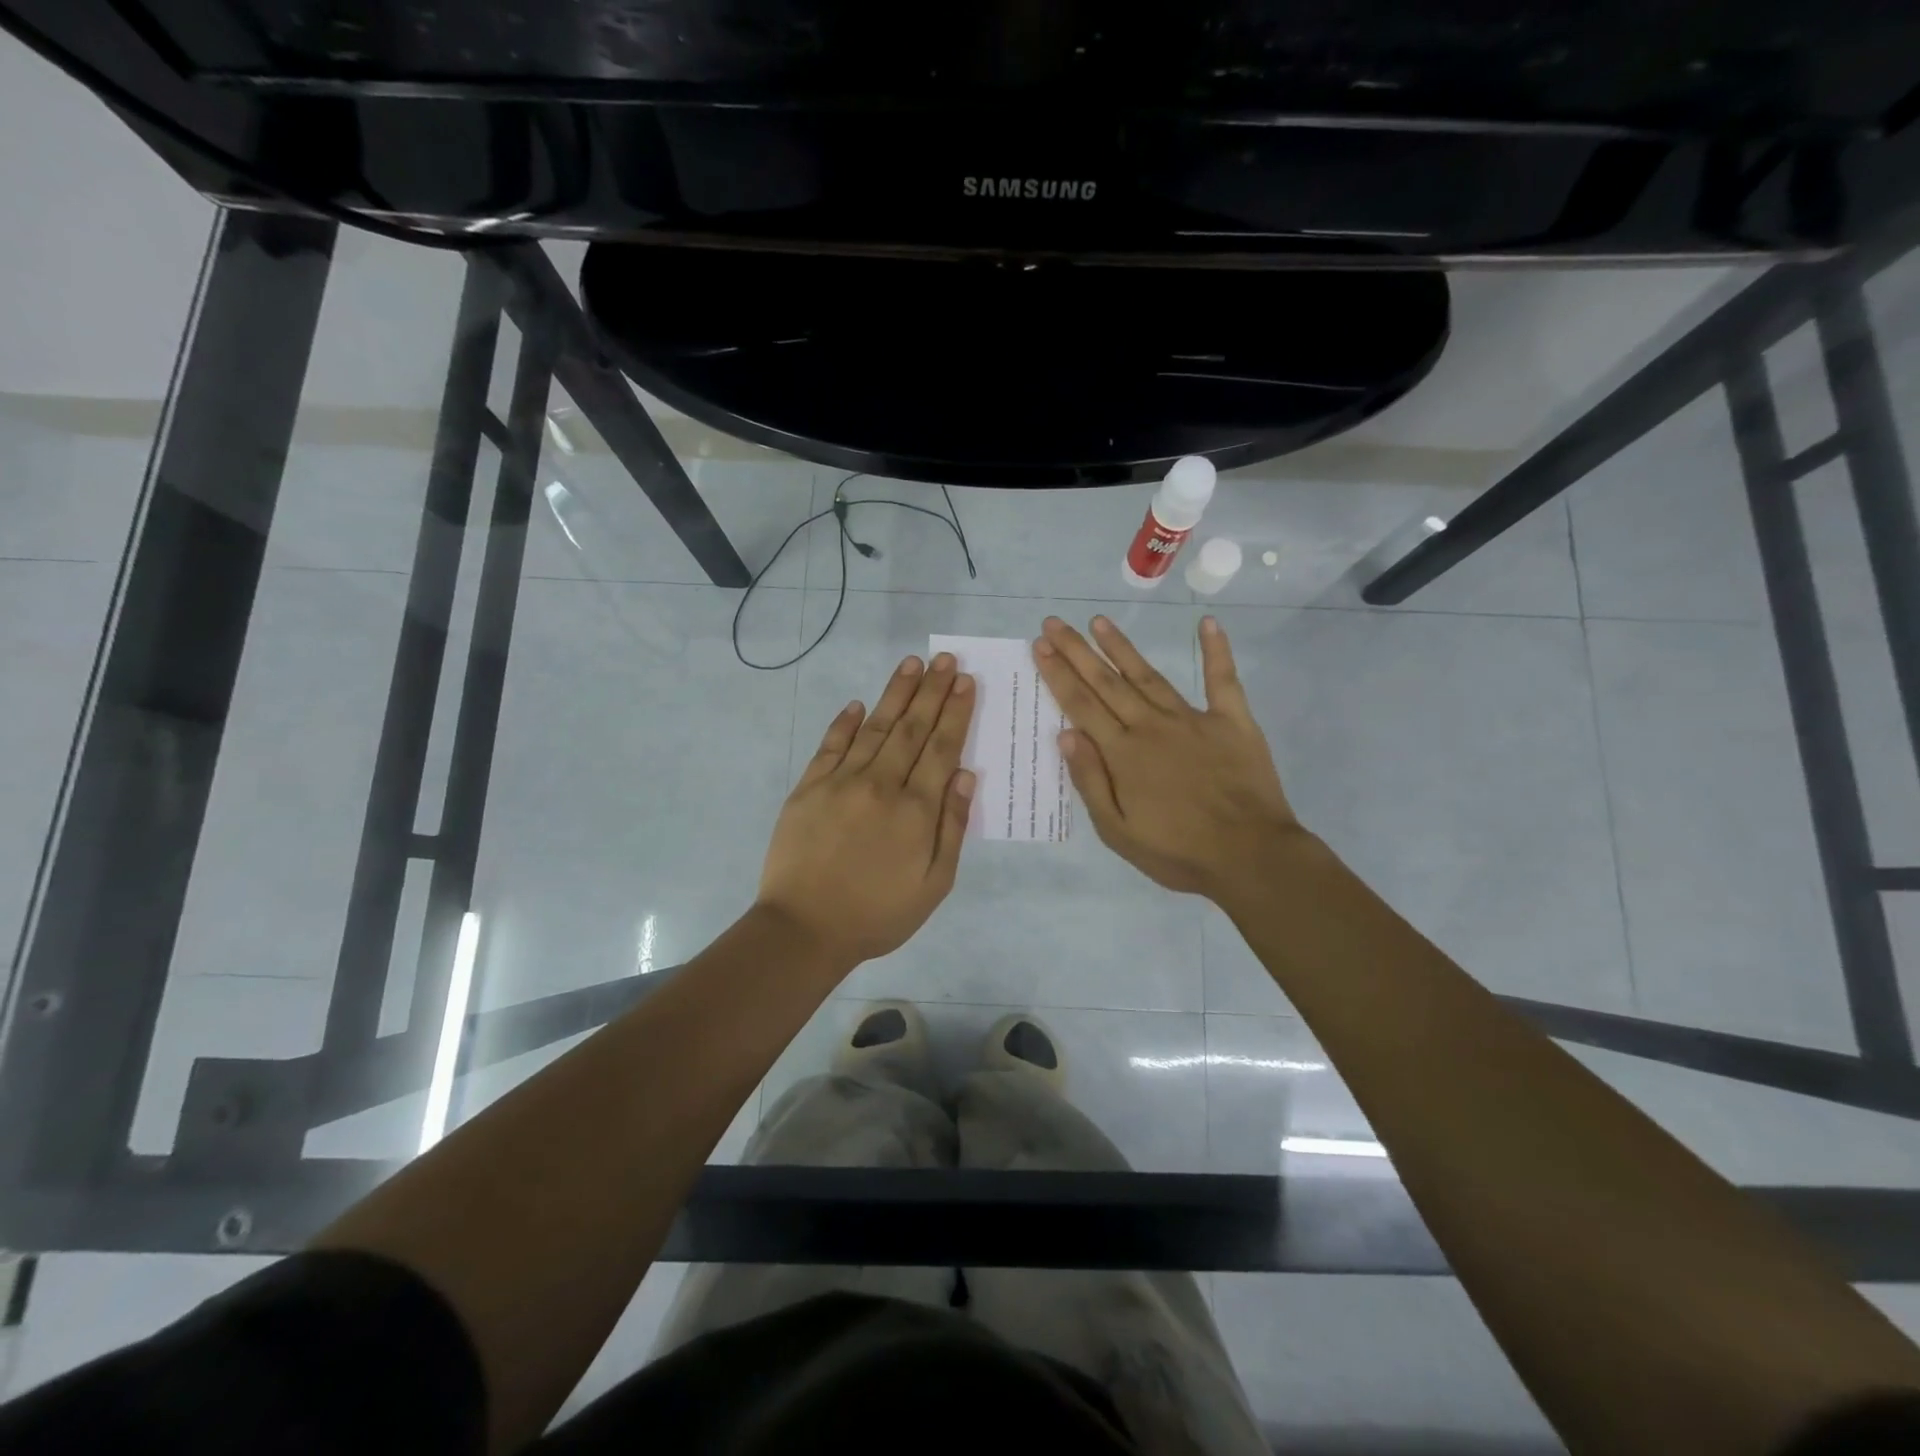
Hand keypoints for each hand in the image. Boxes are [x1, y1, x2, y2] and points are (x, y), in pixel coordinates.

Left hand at [757, 652, 976, 969]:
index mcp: (916, 809)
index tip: (966, 682)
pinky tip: (857, 704)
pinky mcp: (809, 787)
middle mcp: (881, 784)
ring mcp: (841, 782)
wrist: (804, 929)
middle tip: (945, 658)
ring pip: (874, 727)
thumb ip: (951, 826)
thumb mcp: (934, 884)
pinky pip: (830, 745)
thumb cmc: (878, 914)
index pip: (942, 747)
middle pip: (911, 728)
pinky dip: (844, 723)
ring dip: (895, 694)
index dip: (956, 712)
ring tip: (912, 664)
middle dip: (932, 691)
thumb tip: (965, 774)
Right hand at [1033, 615, 1303, 901]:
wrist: (1251, 857)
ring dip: (1121, 647)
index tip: (1040, 645)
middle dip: (1077, 651)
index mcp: (1123, 754)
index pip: (1081, 705)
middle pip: (1107, 682)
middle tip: (1054, 623)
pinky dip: (1216, 650)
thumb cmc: (1178, 852)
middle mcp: (1151, 726)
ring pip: (1148, 675)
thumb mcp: (1118, 831)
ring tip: (1098, 621)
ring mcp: (1193, 719)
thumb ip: (1090, 781)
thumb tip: (1065, 734)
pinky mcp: (1232, 721)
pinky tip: (1207, 623)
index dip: (1058, 673)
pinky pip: (1222, 679)